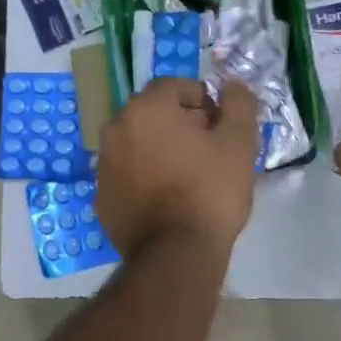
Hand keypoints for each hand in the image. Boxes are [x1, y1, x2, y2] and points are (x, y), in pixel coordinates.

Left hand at [97, 78, 259, 257]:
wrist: (176, 254)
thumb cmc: (209, 191)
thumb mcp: (239, 143)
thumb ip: (238, 104)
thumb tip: (232, 85)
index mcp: (145, 109)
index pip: (174, 86)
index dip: (202, 99)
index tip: (221, 124)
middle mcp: (115, 129)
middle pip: (153, 114)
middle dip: (181, 123)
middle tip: (210, 149)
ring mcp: (103, 165)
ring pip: (138, 144)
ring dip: (162, 149)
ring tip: (190, 175)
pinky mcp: (102, 197)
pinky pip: (128, 174)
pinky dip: (146, 177)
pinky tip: (169, 199)